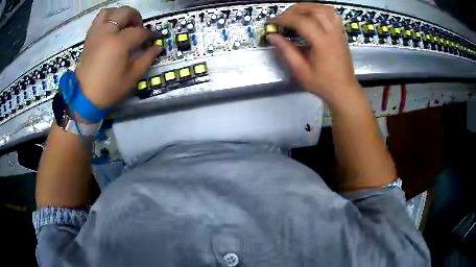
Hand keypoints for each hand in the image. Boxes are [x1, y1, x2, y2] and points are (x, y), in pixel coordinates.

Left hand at [75, 6, 160, 108]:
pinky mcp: (89, 37)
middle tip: (138, 28)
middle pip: (125, 13)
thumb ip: (147, 59)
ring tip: (123, 24)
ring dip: (120, 14)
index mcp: (119, 43)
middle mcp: (107, 33)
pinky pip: (99, 19)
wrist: (85, 97)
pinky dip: (107, 18)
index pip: (139, 31)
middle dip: (136, 18)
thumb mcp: (132, 77)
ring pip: (110, 11)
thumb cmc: (109, 89)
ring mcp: (96, 33)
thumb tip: (158, 47)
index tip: (152, 40)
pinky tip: (111, 28)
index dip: (149, 35)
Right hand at [268, 4, 362, 109]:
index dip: (284, 18)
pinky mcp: (341, 34)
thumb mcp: (301, 71)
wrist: (344, 90)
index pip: (302, 21)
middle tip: (283, 17)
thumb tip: (272, 36)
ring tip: (296, 13)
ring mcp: (339, 33)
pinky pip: (332, 15)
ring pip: (325, 10)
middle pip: (314, 11)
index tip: (272, 22)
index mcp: (323, 43)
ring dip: (308, 7)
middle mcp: (333, 34)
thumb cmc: (323, 84)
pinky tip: (312, 15)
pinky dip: (320, 10)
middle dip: (295, 10)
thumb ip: (287, 51)